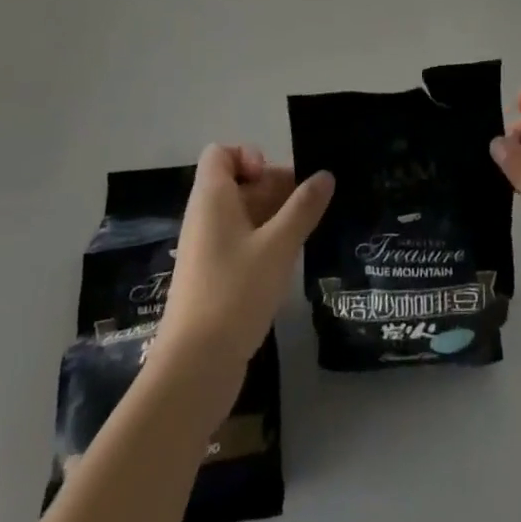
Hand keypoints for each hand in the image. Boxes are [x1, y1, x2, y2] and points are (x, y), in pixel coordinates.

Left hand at [154, 145, 333, 380]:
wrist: (195, 367)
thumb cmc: (235, 293)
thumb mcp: (278, 245)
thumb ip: (304, 208)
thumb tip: (325, 175)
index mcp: (211, 199)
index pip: (221, 154)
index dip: (249, 156)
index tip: (274, 180)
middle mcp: (205, 217)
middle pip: (238, 182)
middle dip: (274, 188)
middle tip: (309, 207)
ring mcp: (207, 249)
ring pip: (242, 215)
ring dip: (274, 217)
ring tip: (308, 232)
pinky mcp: (213, 277)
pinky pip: (241, 242)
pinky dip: (265, 242)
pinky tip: (290, 261)